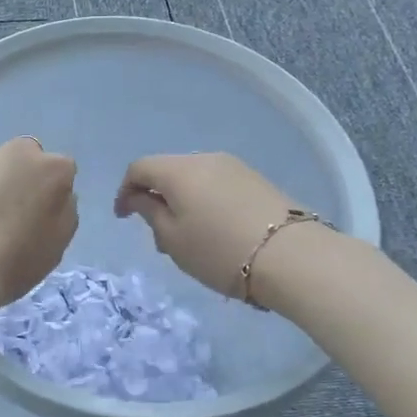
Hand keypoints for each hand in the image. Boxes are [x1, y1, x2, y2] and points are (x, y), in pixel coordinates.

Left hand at [0, 138, 77, 326]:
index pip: (63, 172)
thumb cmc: (16, 260)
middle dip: (25, 181)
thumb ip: (63, 210)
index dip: (54, 196)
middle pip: (28, 162)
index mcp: (52, 167)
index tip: (44, 219)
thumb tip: (54, 197)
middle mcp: (17, 152)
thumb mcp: (59, 243)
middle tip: (16, 217)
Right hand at [115, 152, 305, 299]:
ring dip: (182, 201)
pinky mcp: (256, 180)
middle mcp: (205, 159)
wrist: (293, 257)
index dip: (125, 191)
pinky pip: (217, 185)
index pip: (139, 168)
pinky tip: (214, 230)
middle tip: (157, 234)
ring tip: (187, 237)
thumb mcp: (173, 239)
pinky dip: (205, 201)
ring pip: (194, 178)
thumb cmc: (220, 251)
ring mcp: (234, 167)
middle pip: (168, 170)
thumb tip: (138, 197)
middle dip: (155, 197)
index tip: (123, 218)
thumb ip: (149, 212)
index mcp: (179, 170)